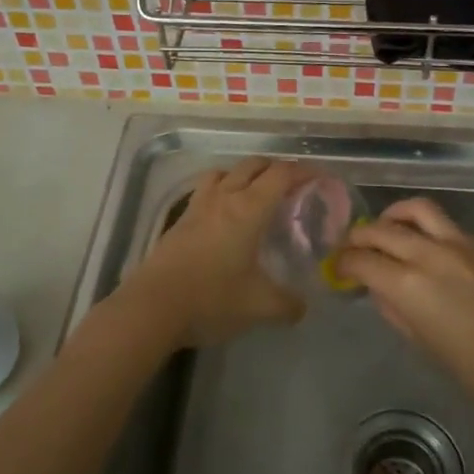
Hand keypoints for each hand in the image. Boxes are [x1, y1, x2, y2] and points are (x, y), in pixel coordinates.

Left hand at [117, 158, 309, 348]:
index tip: (320, 178)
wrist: (153, 307)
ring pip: (224, 172)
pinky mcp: (179, 220)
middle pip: (252, 165)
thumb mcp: (259, 306)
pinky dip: (220, 190)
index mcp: (248, 209)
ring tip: (254, 193)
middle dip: (275, 168)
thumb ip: (287, 304)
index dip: (303, 171)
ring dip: (243, 174)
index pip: (281, 175)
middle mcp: (224, 198)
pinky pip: (205, 190)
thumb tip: (302, 307)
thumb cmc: (211, 299)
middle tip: (292, 186)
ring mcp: (197, 206)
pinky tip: (223, 215)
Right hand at [336, 197, 473, 413]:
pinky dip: (423, 227)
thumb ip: (395, 308)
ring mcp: (458, 243)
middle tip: (352, 248)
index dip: (342, 263)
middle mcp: (429, 253)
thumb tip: (379, 288)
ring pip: (415, 209)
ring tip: (385, 229)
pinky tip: (423, 245)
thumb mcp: (423, 342)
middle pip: (381, 229)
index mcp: (409, 284)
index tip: (337, 269)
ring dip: (392, 216)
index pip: (361, 260)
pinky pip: (444, 224)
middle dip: (358, 237)